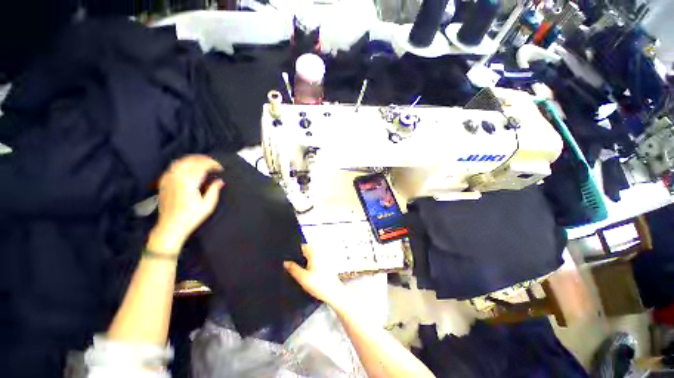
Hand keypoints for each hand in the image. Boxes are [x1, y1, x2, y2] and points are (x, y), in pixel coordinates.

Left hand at [148, 155, 223, 254]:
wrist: (171, 226)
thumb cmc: (191, 217)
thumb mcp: (208, 205)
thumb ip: (214, 190)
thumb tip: (220, 181)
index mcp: (189, 184)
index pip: (201, 166)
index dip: (212, 164)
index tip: (220, 167)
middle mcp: (177, 179)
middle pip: (190, 161)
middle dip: (203, 159)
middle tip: (213, 162)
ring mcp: (168, 180)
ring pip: (180, 162)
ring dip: (193, 159)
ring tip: (202, 161)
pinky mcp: (164, 183)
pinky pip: (172, 167)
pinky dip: (182, 164)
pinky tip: (188, 166)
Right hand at [284, 245, 347, 308]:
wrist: (333, 293)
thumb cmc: (319, 284)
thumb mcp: (302, 278)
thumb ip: (293, 268)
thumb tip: (285, 262)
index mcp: (314, 252)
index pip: (301, 246)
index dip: (293, 251)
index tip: (286, 257)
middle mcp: (319, 252)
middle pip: (305, 250)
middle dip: (298, 256)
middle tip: (289, 265)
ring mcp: (323, 257)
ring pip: (309, 255)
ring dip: (303, 260)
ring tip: (296, 269)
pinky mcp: (326, 263)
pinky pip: (314, 260)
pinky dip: (309, 264)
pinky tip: (306, 272)